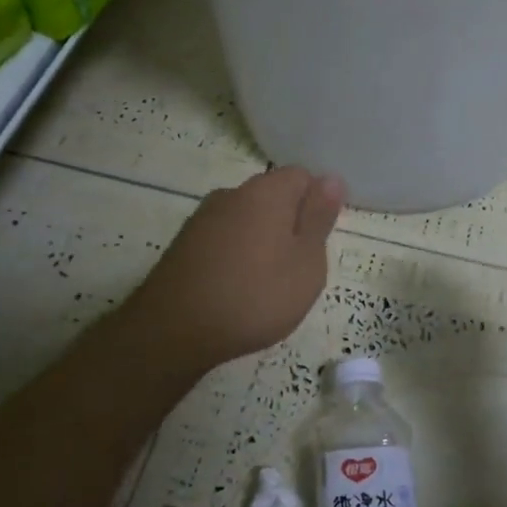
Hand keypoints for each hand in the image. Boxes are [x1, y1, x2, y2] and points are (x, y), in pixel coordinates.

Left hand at [125, 167, 345, 368]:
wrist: (174, 330)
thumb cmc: (255, 296)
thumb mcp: (306, 263)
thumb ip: (319, 219)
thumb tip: (332, 179)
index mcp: (266, 191)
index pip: (302, 176)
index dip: (316, 204)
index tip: (318, 240)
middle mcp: (232, 193)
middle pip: (273, 196)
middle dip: (289, 223)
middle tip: (298, 267)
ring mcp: (203, 218)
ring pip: (247, 219)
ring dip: (262, 241)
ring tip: (267, 283)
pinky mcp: (184, 243)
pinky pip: (224, 238)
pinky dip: (236, 255)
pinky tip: (236, 289)